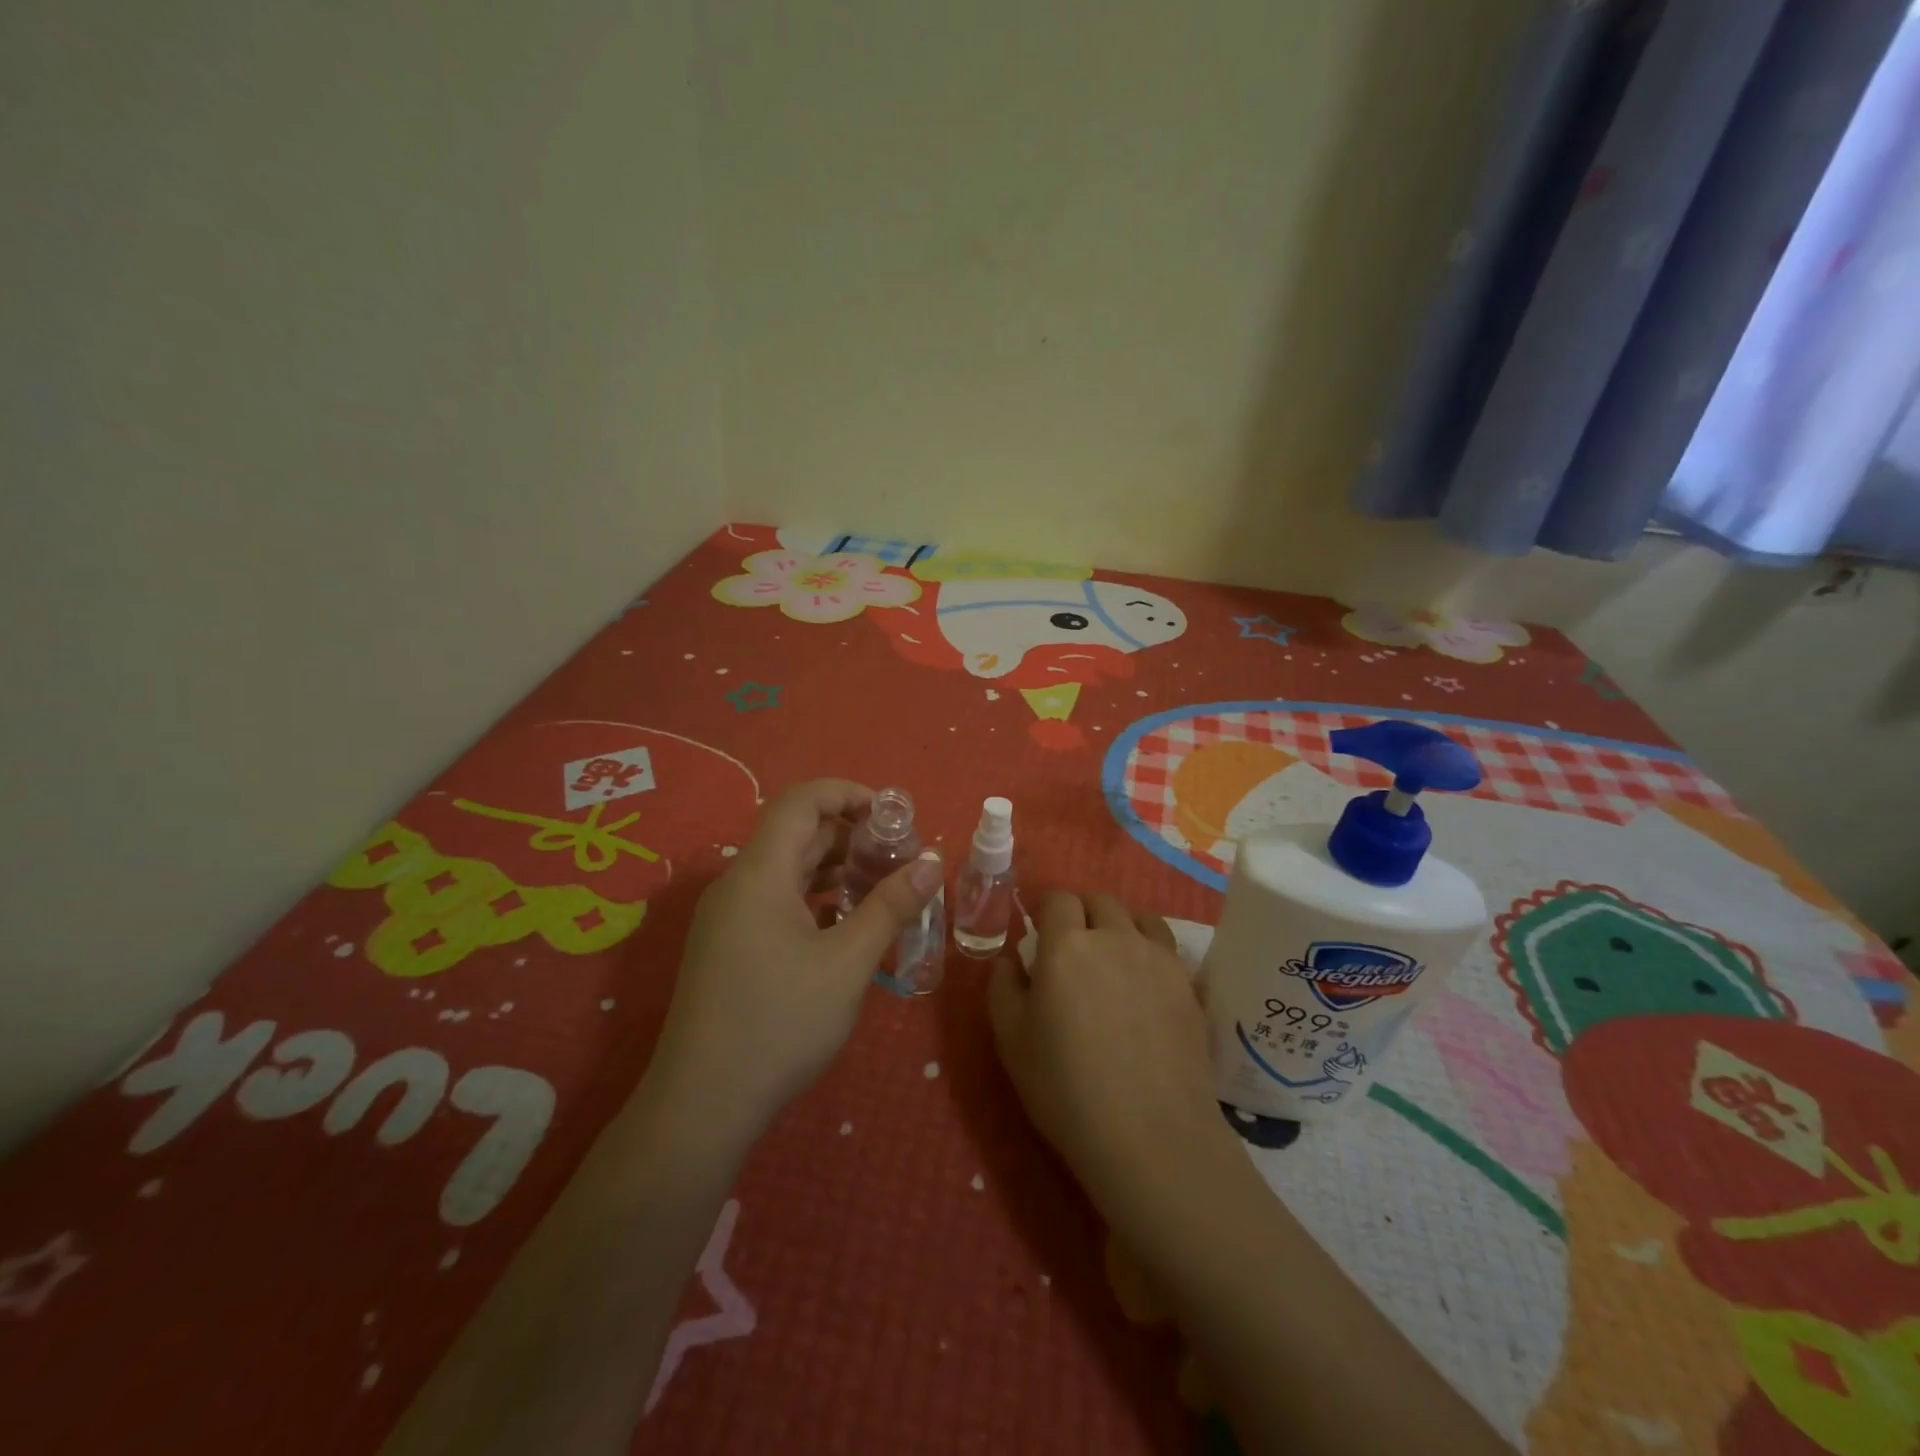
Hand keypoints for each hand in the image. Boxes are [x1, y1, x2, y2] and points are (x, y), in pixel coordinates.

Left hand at [650, 780, 943, 1134]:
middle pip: (795, 833)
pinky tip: (846, 924)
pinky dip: (814, 897)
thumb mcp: (847, 963)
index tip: (892, 815)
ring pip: (786, 869)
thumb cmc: (779, 1024)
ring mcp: (728, 917)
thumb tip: (932, 864)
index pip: (801, 801)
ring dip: (834, 868)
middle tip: (899, 857)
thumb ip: (891, 907)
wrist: (702, 1105)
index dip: (847, 793)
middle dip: (850, 835)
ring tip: (881, 887)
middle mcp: (737, 884)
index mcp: (759, 873)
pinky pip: (776, 900)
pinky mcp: (727, 946)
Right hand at [989, 892, 1236, 1227]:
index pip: (1058, 899)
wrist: (1151, 1136)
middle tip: (1075, 953)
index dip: (1047, 913)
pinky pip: (1166, 949)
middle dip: (1083, 915)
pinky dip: (1150, 953)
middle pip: (1100, 901)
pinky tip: (1145, 989)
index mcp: (1067, 946)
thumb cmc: (1066, 1088)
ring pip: (1139, 918)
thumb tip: (1015, 960)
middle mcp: (1115, 938)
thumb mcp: (1011, 1040)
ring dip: (1121, 927)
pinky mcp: (1188, 985)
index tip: (1041, 939)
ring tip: (1115, 963)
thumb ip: (1004, 986)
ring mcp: (1158, 959)